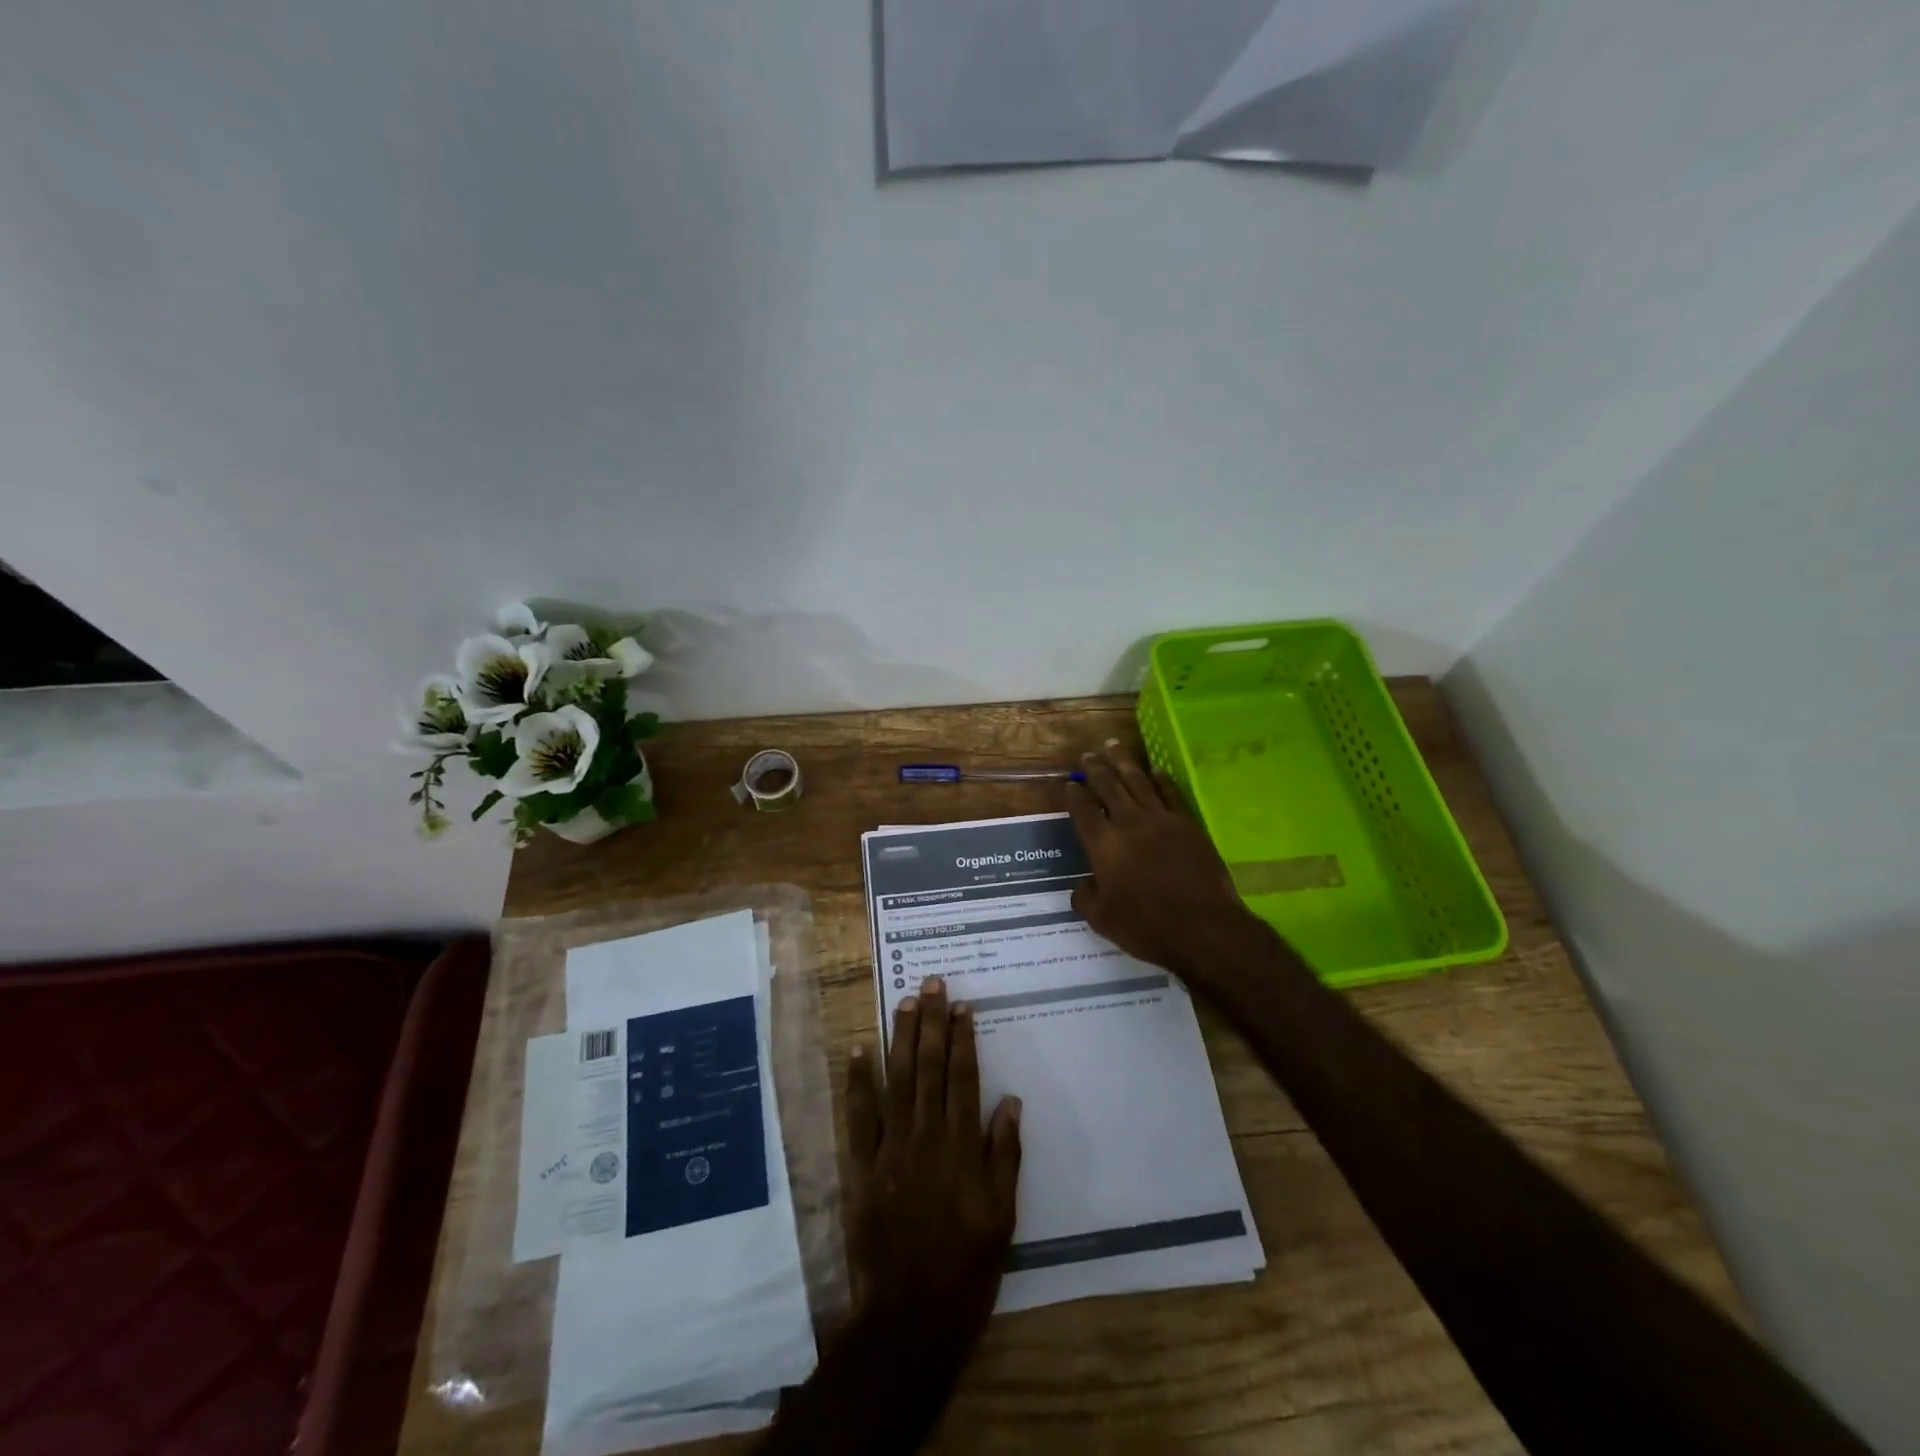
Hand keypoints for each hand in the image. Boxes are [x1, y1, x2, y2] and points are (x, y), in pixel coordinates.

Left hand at [845, 976, 1022, 1355]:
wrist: (910, 1317)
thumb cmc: (967, 1267)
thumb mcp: (1003, 1216)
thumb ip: (1005, 1155)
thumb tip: (1010, 1101)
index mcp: (962, 1146)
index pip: (963, 1077)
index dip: (963, 1038)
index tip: (962, 1005)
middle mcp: (926, 1136)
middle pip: (929, 1068)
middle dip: (932, 1022)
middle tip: (932, 983)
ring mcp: (890, 1149)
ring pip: (896, 1081)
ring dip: (900, 1038)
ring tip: (905, 1001)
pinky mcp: (862, 1167)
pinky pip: (858, 1117)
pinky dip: (858, 1082)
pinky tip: (858, 1050)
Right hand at [1065, 738, 1273, 982]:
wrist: (1204, 928)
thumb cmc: (1147, 927)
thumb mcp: (1103, 920)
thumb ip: (1085, 898)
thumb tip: (1082, 885)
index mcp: (1104, 845)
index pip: (1083, 810)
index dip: (1073, 795)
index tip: (1068, 784)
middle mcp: (1129, 824)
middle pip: (1108, 786)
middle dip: (1095, 769)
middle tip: (1087, 754)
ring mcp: (1161, 820)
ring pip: (1137, 781)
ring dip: (1123, 761)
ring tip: (1112, 745)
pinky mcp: (1188, 824)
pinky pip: (1170, 793)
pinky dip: (1160, 779)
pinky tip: (1155, 771)